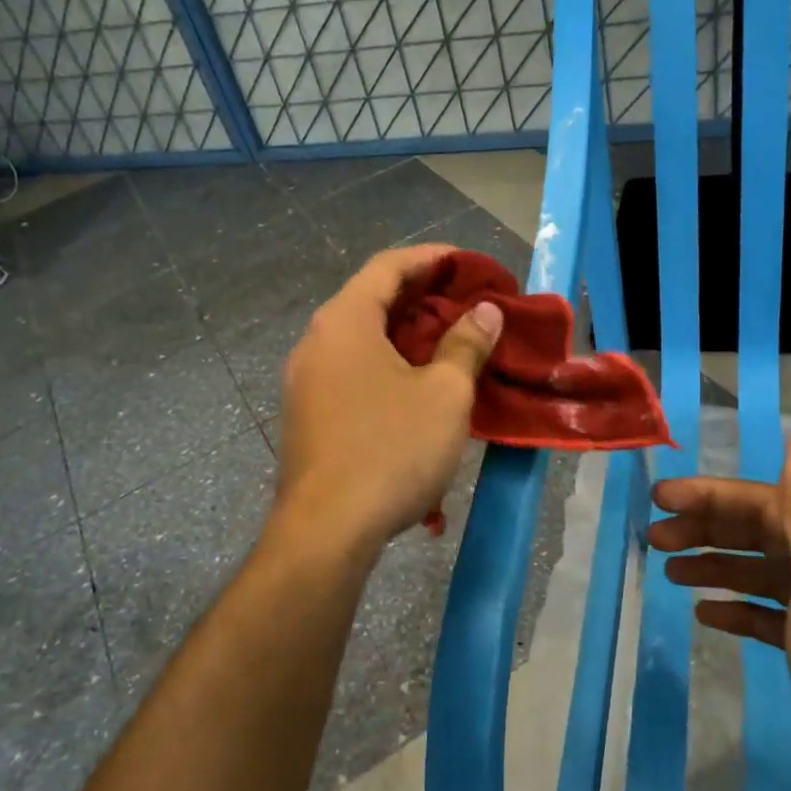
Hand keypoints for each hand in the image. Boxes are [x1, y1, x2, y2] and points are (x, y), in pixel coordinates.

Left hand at [273, 245, 501, 553]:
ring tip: (449, 347)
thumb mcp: (444, 395)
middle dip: (422, 299)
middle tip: (467, 307)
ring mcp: (306, 381)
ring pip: (361, 340)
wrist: (327, 531)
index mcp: (345, 322)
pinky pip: (351, 372)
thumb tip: (484, 312)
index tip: (467, 264)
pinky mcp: (307, 416)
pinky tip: (416, 391)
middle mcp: (316, 342)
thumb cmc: (392, 450)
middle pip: (371, 301)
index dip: (431, 259)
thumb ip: (466, 345)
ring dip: (406, 337)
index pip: (387, 266)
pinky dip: (386, 367)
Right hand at [650, 425, 790, 790]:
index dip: (711, 497)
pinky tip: (709, 614)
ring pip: (767, 575)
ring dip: (719, 567)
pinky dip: (741, 609)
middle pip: (765, 536)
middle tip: (654, 539)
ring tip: (671, 572)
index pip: (768, 504)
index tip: (658, 499)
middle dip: (708, 530)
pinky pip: (775, 618)